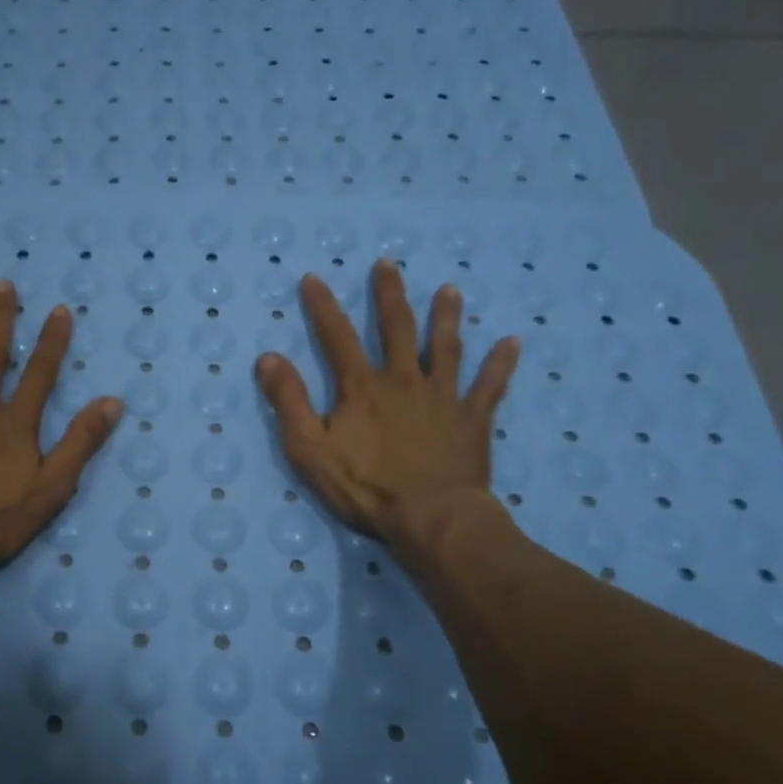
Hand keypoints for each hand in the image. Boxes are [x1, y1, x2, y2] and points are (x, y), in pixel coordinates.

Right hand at [255, 260, 519, 548]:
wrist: (431, 518)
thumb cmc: (366, 487)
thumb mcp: (309, 449)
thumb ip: (289, 402)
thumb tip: (269, 358)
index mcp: (362, 387)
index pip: (337, 337)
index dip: (322, 307)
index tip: (313, 278)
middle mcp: (404, 380)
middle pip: (396, 329)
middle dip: (388, 295)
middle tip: (387, 265)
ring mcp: (443, 397)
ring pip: (445, 347)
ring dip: (446, 317)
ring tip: (450, 290)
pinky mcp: (472, 419)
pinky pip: (490, 386)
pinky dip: (501, 364)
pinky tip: (513, 342)